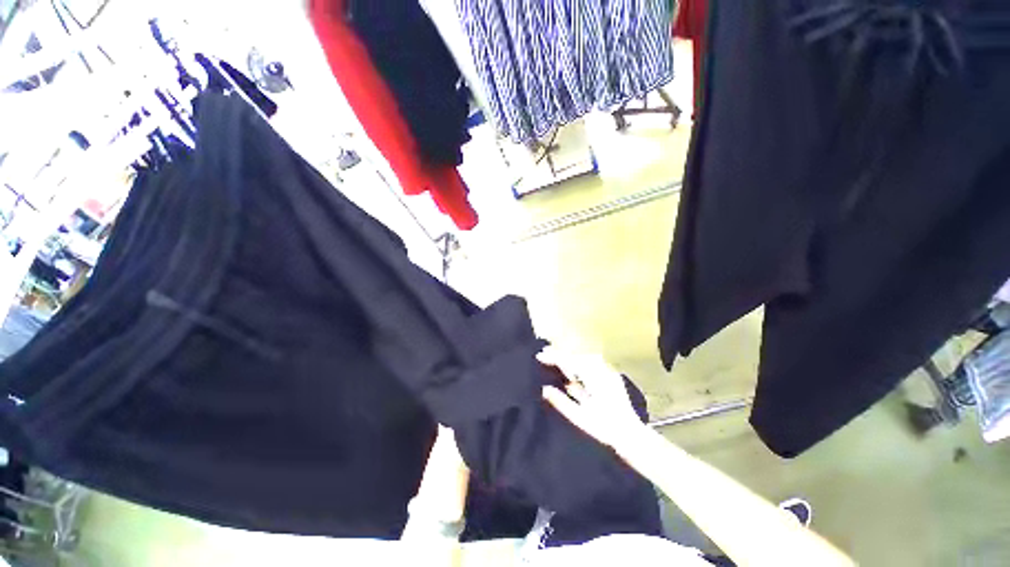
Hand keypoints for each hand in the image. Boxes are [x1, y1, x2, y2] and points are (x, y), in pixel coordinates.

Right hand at [537, 347, 644, 450]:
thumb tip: (544, 389)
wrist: (631, 436)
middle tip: (544, 354)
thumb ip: (561, 402)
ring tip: (556, 358)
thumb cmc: (604, 429)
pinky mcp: (611, 377)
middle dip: (561, 354)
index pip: (570, 361)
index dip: (553, 357)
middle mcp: (602, 371)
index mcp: (594, 379)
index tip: (539, 356)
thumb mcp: (580, 417)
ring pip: (585, 357)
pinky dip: (580, 363)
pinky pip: (593, 363)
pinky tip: (574, 368)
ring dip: (570, 357)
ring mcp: (608, 372)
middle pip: (577, 356)